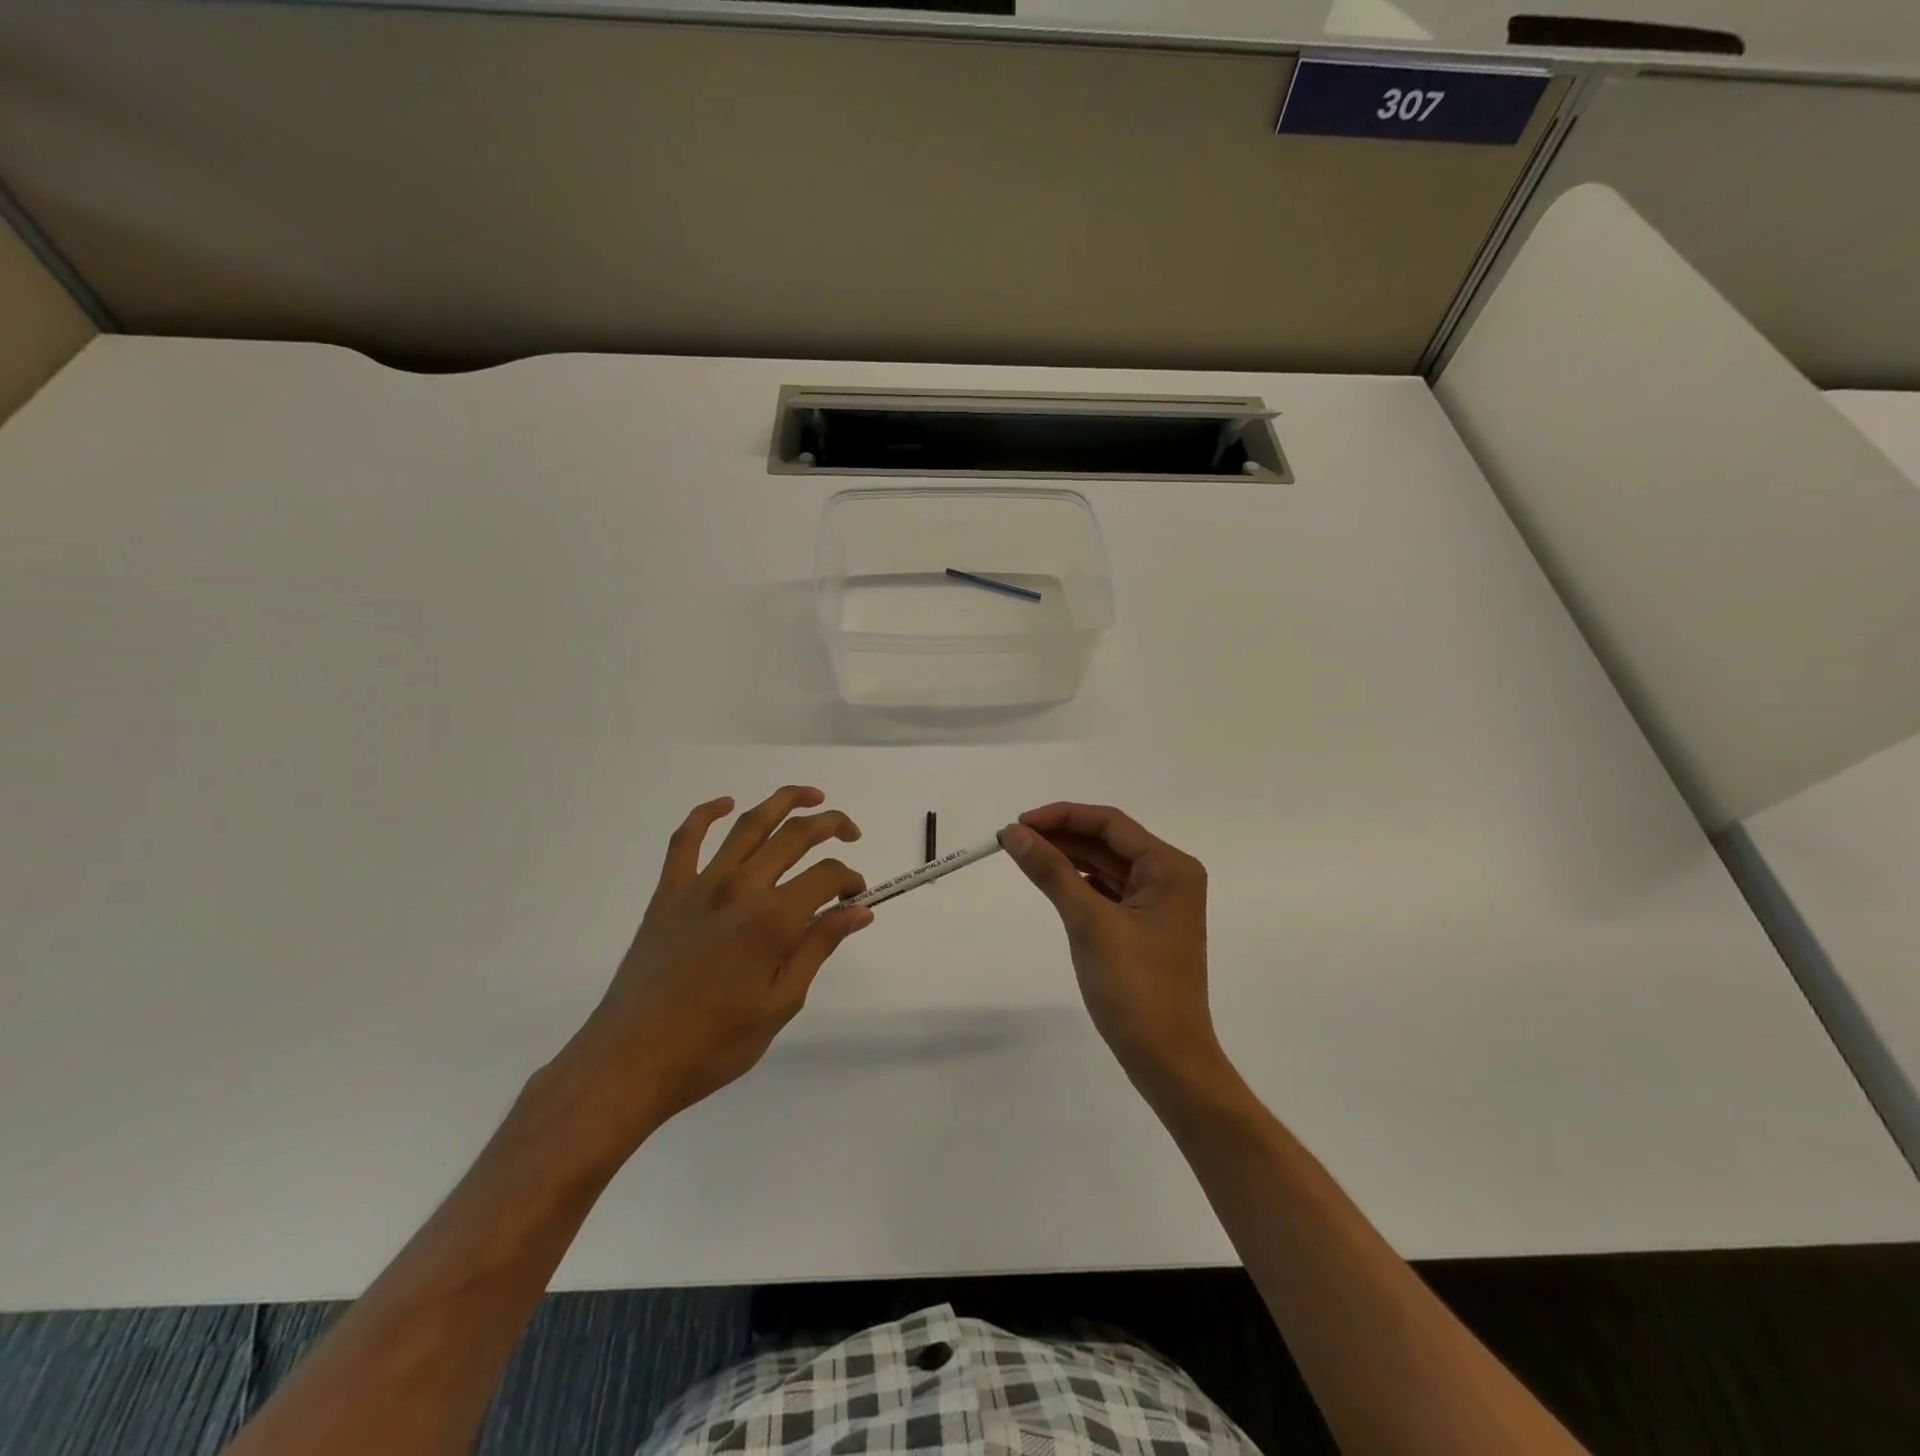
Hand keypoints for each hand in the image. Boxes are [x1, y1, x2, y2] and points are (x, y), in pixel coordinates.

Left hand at [556, 786, 869, 1146]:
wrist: (632, 1059)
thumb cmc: (714, 1043)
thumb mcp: (781, 1003)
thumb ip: (818, 947)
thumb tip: (858, 911)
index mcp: (772, 919)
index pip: (826, 876)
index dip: (850, 881)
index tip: (857, 899)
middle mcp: (740, 888)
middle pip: (794, 836)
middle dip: (830, 825)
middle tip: (851, 832)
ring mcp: (700, 885)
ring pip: (748, 825)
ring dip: (783, 802)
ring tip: (809, 797)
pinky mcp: (668, 892)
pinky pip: (685, 839)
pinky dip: (705, 814)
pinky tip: (723, 804)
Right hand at [1002, 804, 1229, 1100]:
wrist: (1167, 1059)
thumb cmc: (1135, 987)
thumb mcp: (1089, 922)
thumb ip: (1051, 871)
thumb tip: (1014, 833)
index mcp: (1170, 868)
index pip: (1110, 824)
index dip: (1062, 817)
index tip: (1019, 823)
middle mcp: (1170, 877)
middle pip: (1108, 842)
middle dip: (1061, 837)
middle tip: (1013, 839)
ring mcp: (1158, 903)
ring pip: (1106, 866)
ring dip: (1067, 859)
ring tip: (1023, 855)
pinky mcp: (1144, 926)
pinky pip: (1107, 891)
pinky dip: (1079, 883)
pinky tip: (1051, 881)